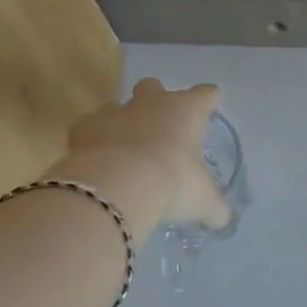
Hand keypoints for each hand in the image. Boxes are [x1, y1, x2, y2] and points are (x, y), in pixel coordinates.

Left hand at [61, 79, 230, 231]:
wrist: (117, 185)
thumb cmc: (173, 183)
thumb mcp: (203, 201)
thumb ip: (215, 208)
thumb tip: (222, 219)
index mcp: (186, 111)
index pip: (205, 94)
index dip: (209, 100)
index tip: (211, 106)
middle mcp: (152, 103)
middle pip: (155, 87)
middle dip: (157, 100)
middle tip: (161, 128)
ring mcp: (115, 112)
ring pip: (119, 106)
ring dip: (124, 123)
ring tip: (126, 151)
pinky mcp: (84, 127)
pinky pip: (90, 129)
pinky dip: (94, 142)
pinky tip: (98, 162)